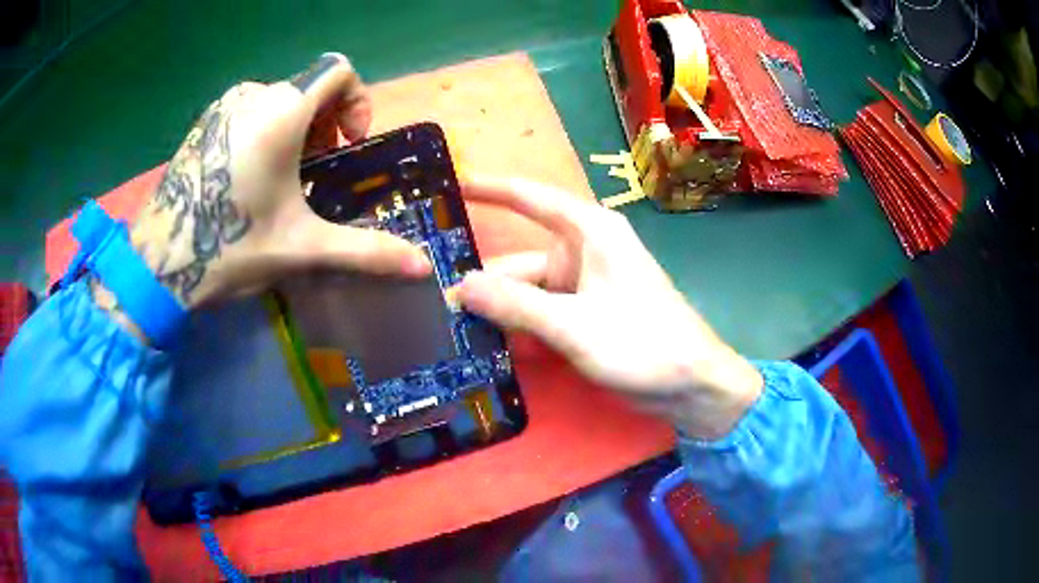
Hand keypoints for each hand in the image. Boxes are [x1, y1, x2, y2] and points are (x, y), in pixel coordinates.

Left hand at [128, 53, 429, 308]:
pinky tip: (249, 177)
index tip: (347, 145)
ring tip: (283, 179)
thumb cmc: (229, 248)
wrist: (158, 266)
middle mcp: (253, 94)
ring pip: (278, 98)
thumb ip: (365, 251)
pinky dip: (264, 131)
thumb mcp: (302, 248)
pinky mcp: (204, 123)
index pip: (339, 71)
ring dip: (295, 128)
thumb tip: (421, 268)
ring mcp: (223, 107)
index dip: (357, 101)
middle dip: (325, 124)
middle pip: (310, 87)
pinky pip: (249, 110)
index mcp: (281, 111)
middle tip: (315, 174)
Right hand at [457, 177, 761, 438]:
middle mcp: (583, 251)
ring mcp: (584, 286)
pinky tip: (489, 346)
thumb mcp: (575, 326)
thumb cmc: (644, 344)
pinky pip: (541, 314)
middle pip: (519, 262)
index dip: (489, 189)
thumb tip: (458, 288)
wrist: (690, 385)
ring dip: (497, 313)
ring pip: (527, 293)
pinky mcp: (585, 315)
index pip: (529, 198)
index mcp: (589, 232)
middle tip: (435, 310)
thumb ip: (516, 306)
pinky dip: (519, 328)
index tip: (451, 187)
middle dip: (482, 286)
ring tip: (453, 334)